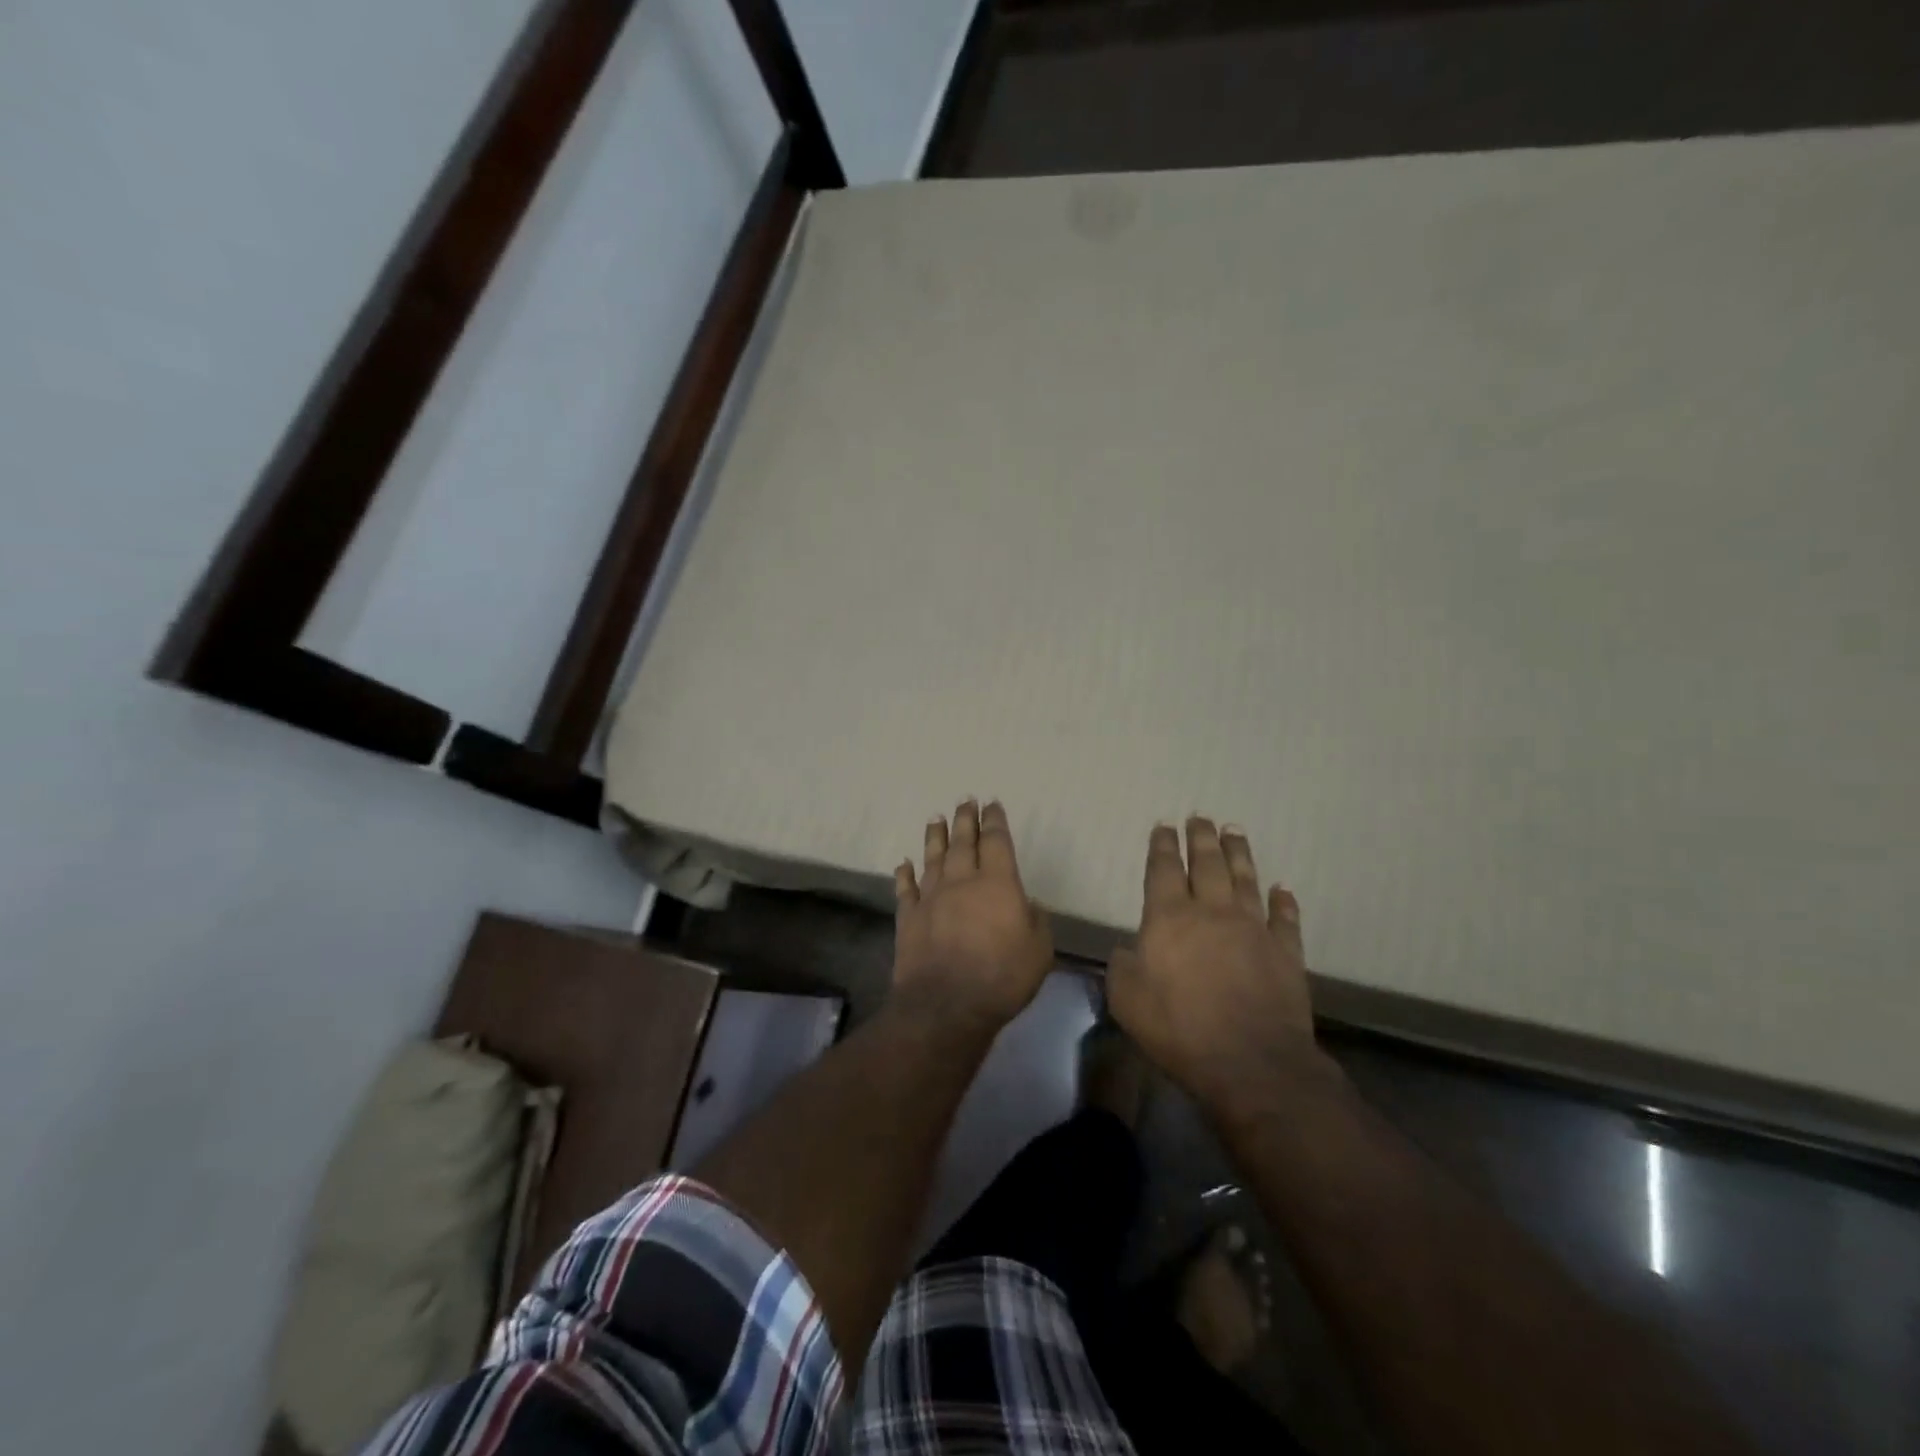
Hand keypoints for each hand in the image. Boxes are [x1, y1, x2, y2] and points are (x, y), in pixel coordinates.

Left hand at [893, 800, 1053, 1027]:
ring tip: (935, 818)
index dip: (995, 821)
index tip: (992, 804)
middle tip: (964, 800)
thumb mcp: (1039, 950)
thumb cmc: (1002, 977)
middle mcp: (962, 881)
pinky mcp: (909, 917)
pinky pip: (906, 888)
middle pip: (963, 842)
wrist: (946, 1004)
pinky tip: (904, 863)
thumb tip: (1026, 904)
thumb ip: (1035, 920)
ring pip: (933, 857)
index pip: (996, 841)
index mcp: (998, 883)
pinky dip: (905, 874)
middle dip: (965, 819)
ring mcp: (931, 897)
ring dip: (935, 836)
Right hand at [1106, 817, 1319, 1114]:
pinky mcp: (1285, 952)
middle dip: (1201, 838)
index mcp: (1169, 918)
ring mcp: (1253, 929)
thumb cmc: (1179, 1028)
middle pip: (1207, 864)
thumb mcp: (1127, 999)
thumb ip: (1122, 967)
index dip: (1163, 846)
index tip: (1164, 826)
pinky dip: (1284, 901)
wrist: (1250, 1062)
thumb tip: (1129, 950)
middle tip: (1200, 817)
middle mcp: (1212, 912)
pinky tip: (1282, 889)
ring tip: (1234, 831)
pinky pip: (1285, 918)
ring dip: (1239, 853)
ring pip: (1245, 879)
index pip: (1164, 869)